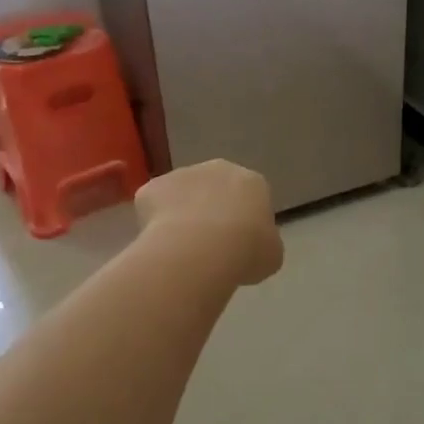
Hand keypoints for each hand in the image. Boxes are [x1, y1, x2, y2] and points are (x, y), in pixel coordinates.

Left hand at [135, 160, 283, 286]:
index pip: (250, 197)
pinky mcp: (152, 186)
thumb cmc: (246, 251)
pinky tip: (160, 244)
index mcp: (252, 182)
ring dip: (181, 214)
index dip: (243, 221)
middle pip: (213, 189)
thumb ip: (264, 243)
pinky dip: (154, 222)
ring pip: (181, 195)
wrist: (200, 250)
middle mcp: (217, 168)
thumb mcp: (271, 255)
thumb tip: (253, 245)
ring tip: (181, 249)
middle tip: (208, 245)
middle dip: (210, 210)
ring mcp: (181, 174)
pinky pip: (153, 205)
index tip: (238, 245)